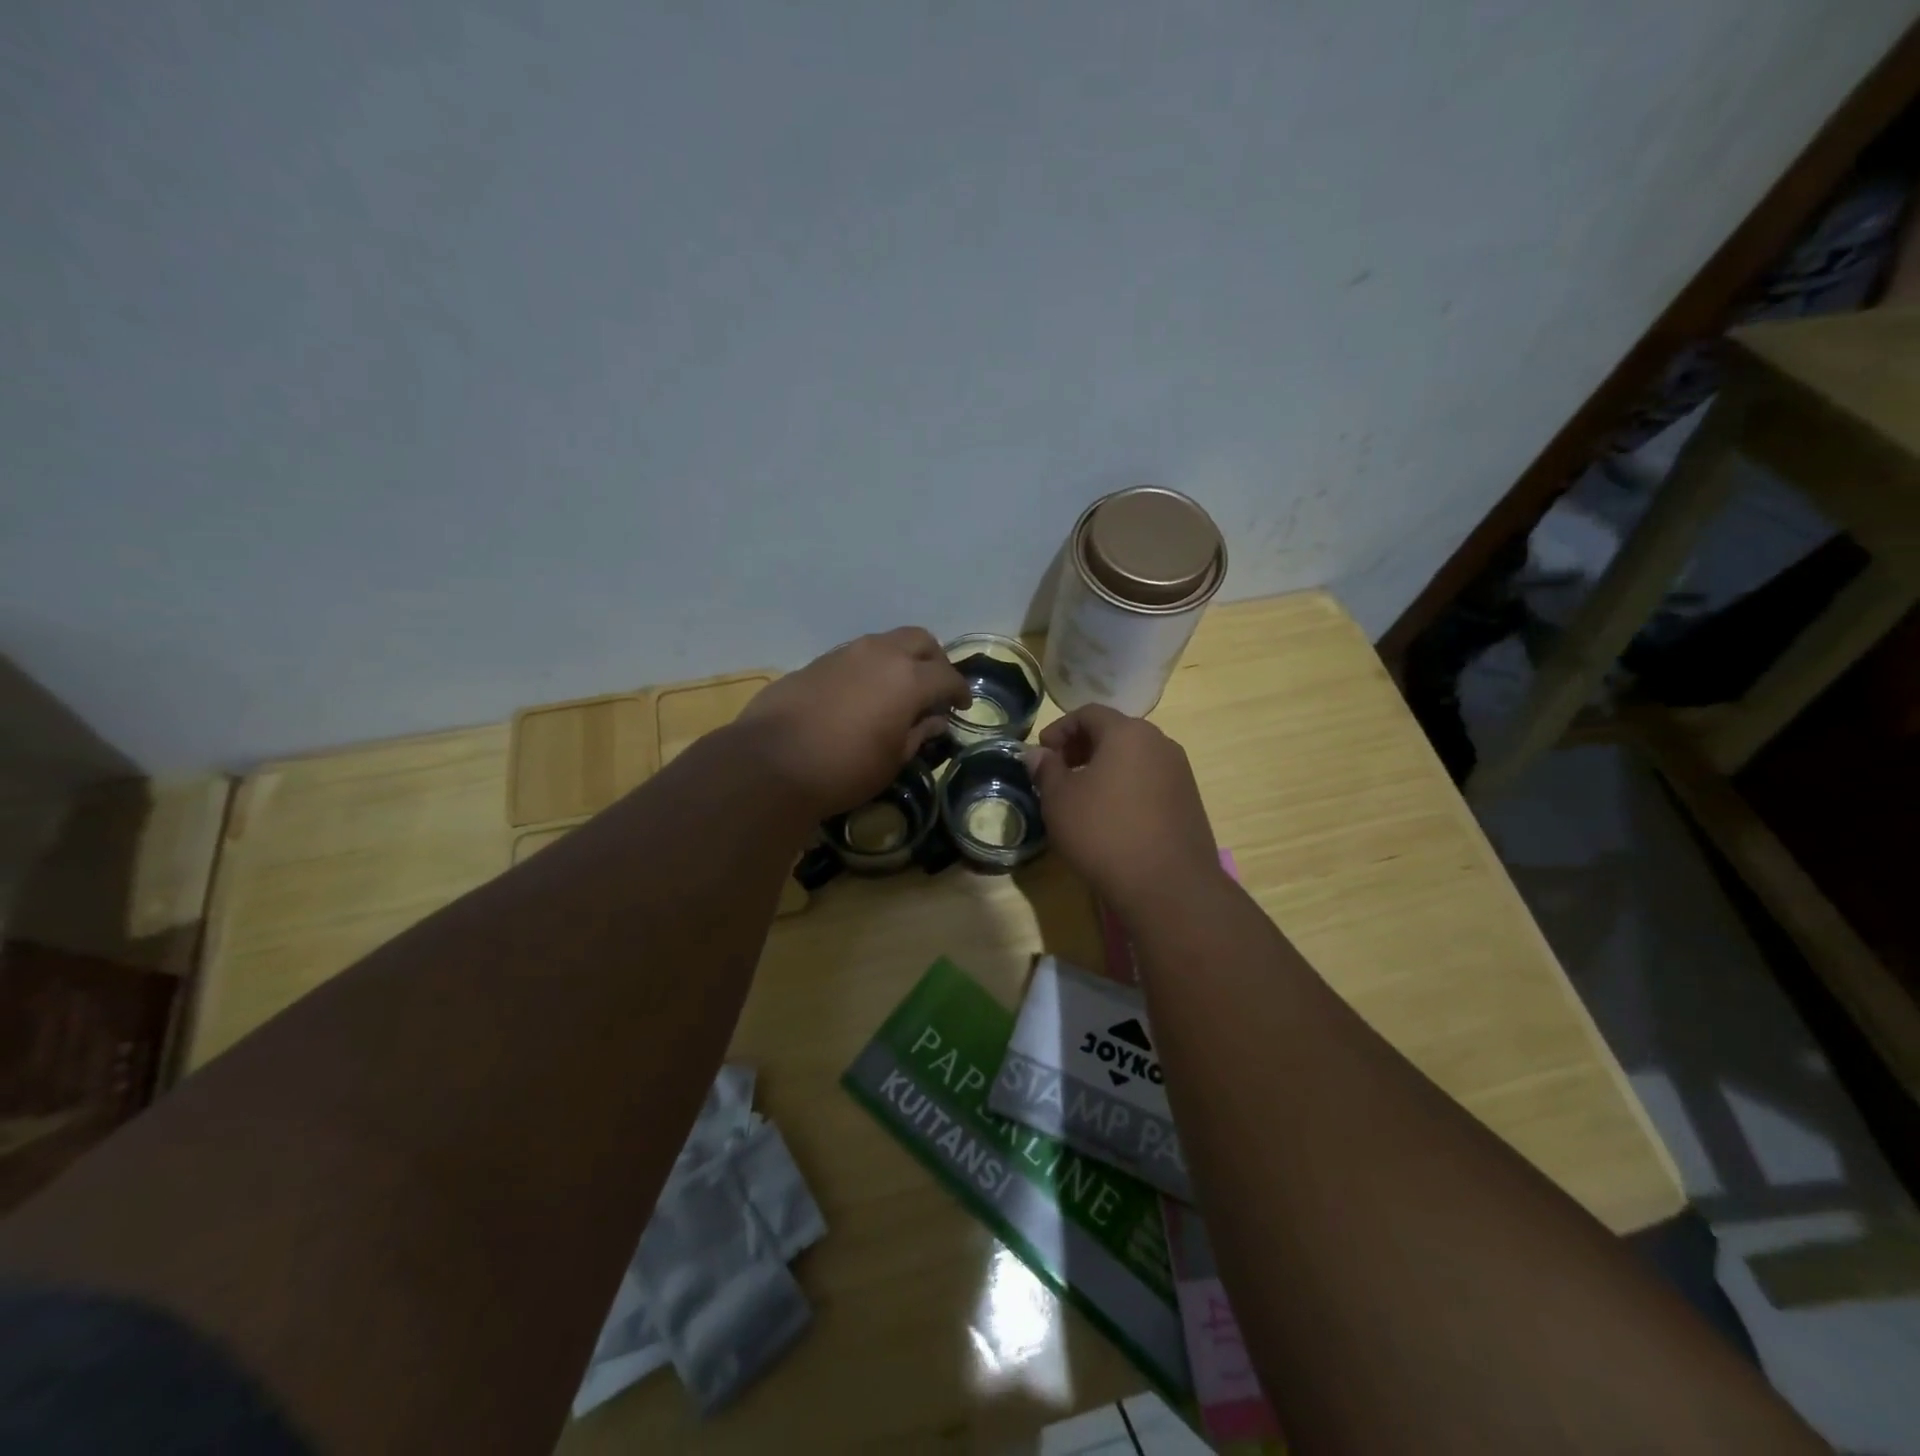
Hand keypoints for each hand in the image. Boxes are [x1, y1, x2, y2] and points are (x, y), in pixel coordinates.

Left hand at [738, 627, 970, 817]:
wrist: (770, 763)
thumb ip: (918, 733)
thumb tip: (934, 720)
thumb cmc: (844, 769)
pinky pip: (856, 655)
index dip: (960, 691)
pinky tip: (863, 695)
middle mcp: (880, 654)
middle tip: (934, 688)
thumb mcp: (892, 760)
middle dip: (935, 661)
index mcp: (908, 678)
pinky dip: (871, 667)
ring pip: (885, 642)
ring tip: (899, 690)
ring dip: (901, 660)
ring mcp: (845, 653)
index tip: (962, 707)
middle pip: (920, 640)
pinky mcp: (817, 662)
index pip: (947, 676)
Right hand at [1025, 705, 1219, 906]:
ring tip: (1083, 797)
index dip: (1060, 729)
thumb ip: (1046, 770)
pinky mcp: (1189, 800)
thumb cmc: (1104, 833)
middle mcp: (1159, 743)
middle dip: (1082, 747)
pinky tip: (1112, 816)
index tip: (1042, 753)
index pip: (1088, 713)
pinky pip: (1150, 780)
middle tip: (1059, 773)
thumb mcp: (1060, 800)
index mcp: (1127, 732)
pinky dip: (1127, 786)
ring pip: (1134, 757)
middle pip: (1115, 732)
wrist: (1168, 886)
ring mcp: (1180, 772)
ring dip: (1105, 768)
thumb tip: (1037, 753)